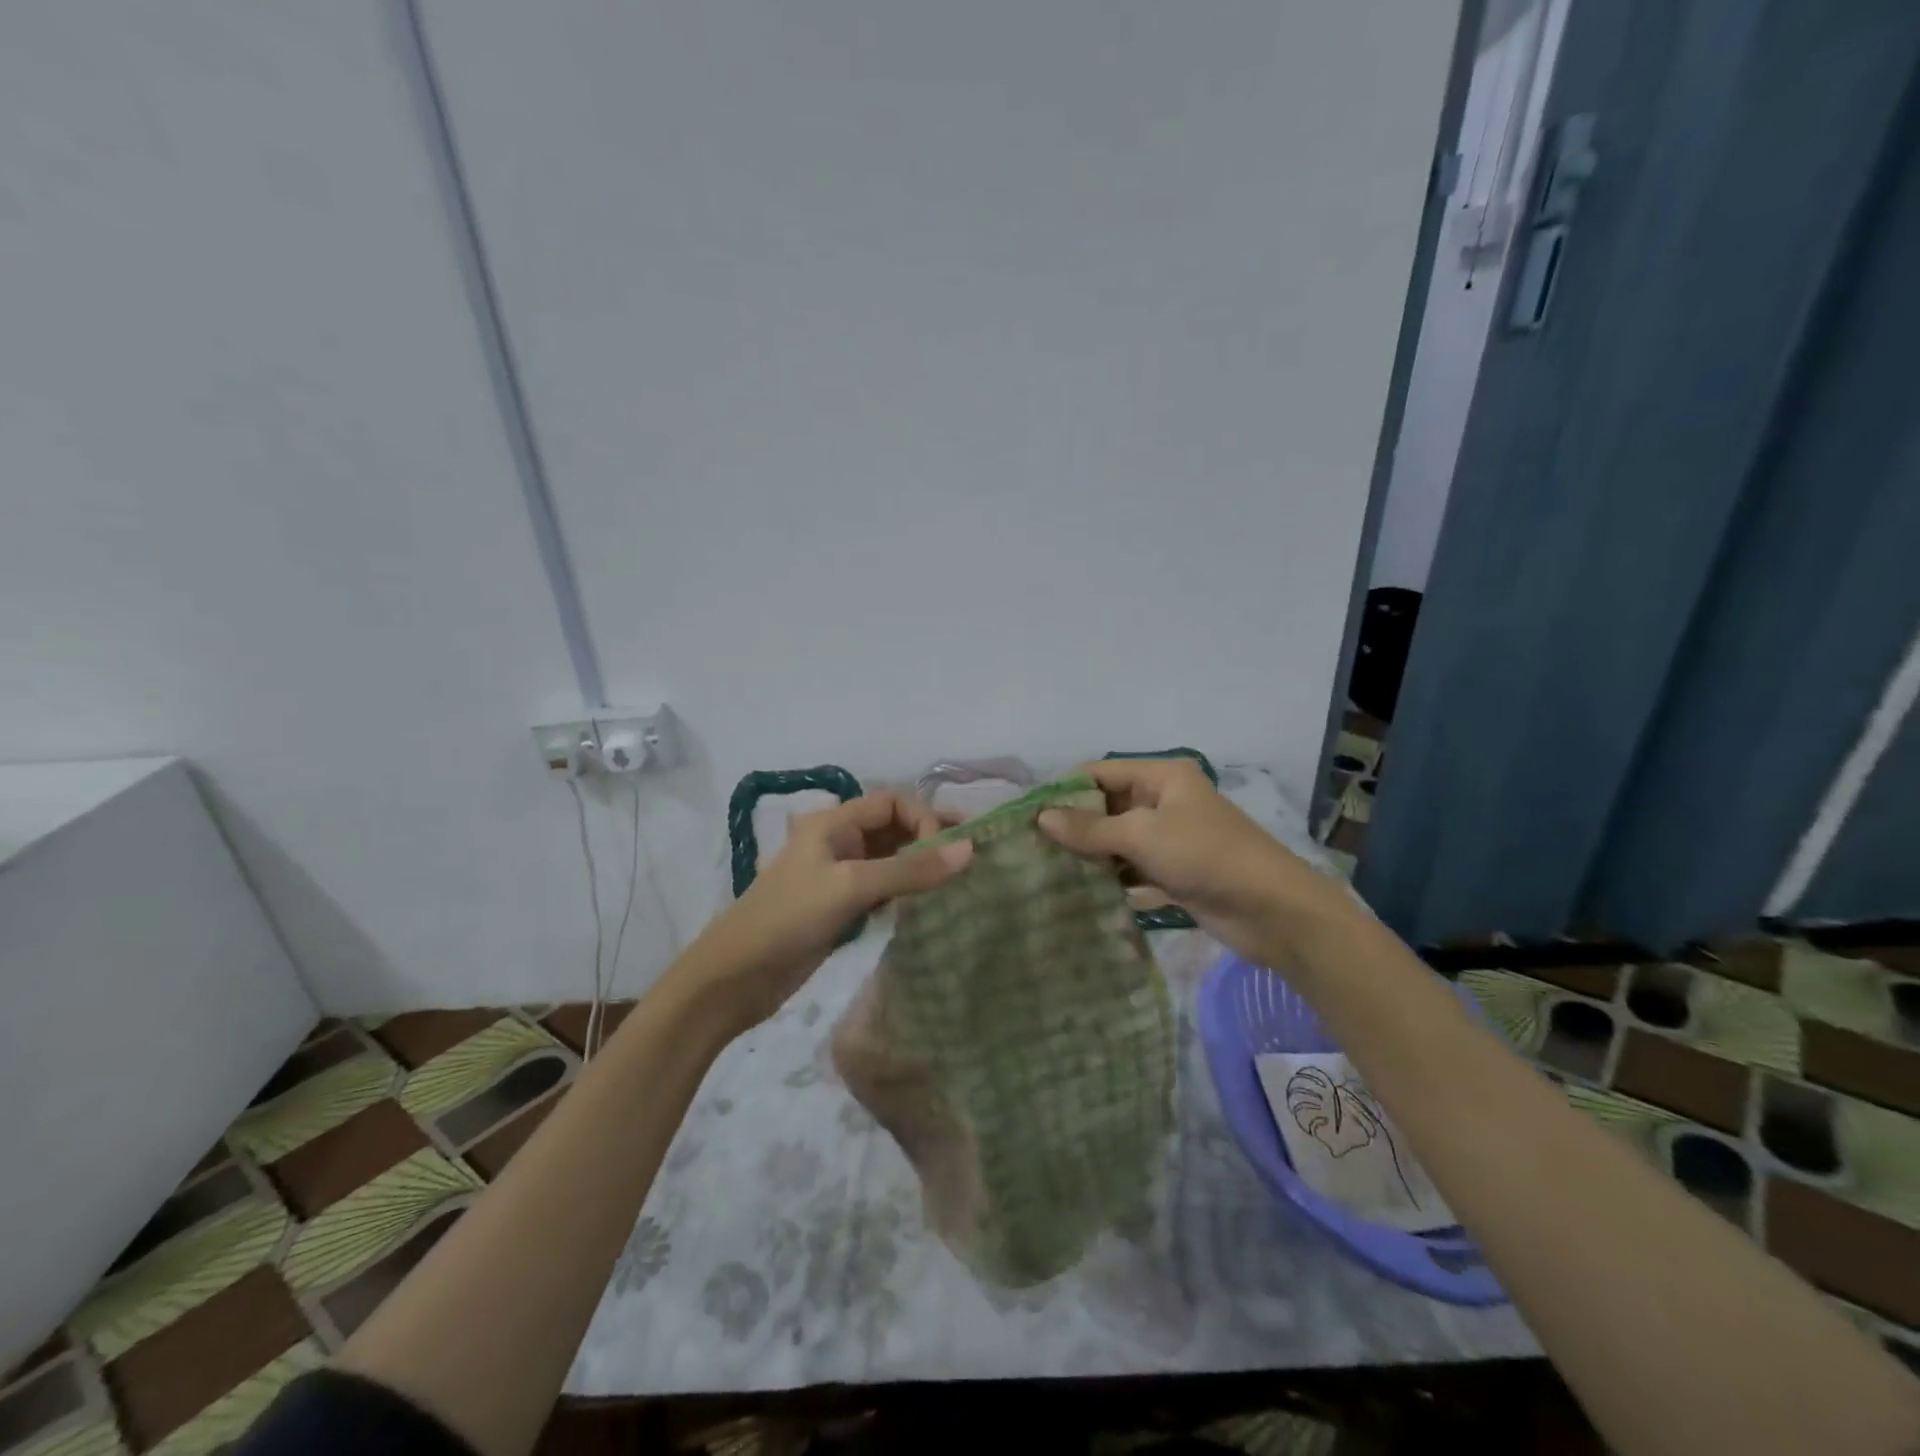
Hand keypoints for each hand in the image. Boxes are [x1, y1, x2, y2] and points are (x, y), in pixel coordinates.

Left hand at [675, 791, 972, 1034]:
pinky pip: (884, 888)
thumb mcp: (850, 887)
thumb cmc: (788, 919)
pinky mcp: (842, 907)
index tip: (945, 853)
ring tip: (962, 879)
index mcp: (833, 822)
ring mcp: (840, 875)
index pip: (892, 802)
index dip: (924, 819)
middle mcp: (839, 841)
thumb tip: (970, 849)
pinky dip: (908, 890)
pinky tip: (932, 903)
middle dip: (931, 837)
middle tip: (975, 854)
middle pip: (894, 827)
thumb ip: (910, 870)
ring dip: (922, 865)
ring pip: (891, 859)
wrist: (735, 978)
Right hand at [1038, 759, 1350, 965]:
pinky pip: (1131, 869)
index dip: (1063, 790)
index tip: (1024, 814)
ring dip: (1087, 855)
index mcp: (1161, 777)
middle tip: (1028, 847)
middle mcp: (1163, 802)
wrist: (1273, 911)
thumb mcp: (1144, 835)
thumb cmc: (1207, 856)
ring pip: (1116, 841)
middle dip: (1071, 826)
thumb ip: (1091, 828)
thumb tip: (1041, 817)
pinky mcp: (1173, 873)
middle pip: (1106, 807)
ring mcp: (1169, 839)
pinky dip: (1108, 879)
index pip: (1099, 774)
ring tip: (1042, 871)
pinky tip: (1076, 893)